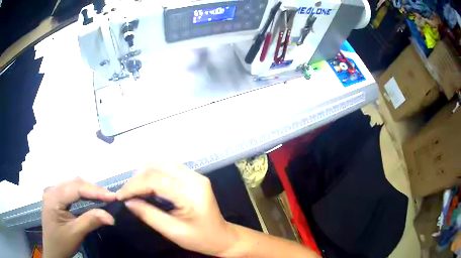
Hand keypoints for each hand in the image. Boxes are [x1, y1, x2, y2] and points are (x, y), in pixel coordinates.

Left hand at [42, 178, 116, 257]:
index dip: (95, 191)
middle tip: (110, 197)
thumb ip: (90, 221)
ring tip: (104, 197)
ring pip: (73, 184)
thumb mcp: (75, 233)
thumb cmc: (61, 243)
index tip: (113, 196)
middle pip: (74, 183)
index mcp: (53, 197)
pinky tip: (91, 197)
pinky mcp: (56, 197)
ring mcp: (53, 192)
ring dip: (89, 190)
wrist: (52, 251)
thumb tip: (111, 216)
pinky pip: (71, 190)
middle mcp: (52, 189)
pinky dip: (83, 193)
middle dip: (93, 189)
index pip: (75, 188)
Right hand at [116, 163, 237, 256]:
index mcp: (192, 193)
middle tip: (126, 194)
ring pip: (162, 163)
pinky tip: (147, 186)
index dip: (133, 186)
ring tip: (134, 190)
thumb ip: (148, 215)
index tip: (120, 196)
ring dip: (144, 174)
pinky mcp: (194, 177)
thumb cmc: (200, 239)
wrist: (222, 237)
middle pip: (157, 166)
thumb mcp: (172, 232)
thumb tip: (128, 201)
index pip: (155, 180)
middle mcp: (195, 178)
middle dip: (137, 179)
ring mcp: (196, 175)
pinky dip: (153, 174)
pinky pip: (168, 168)